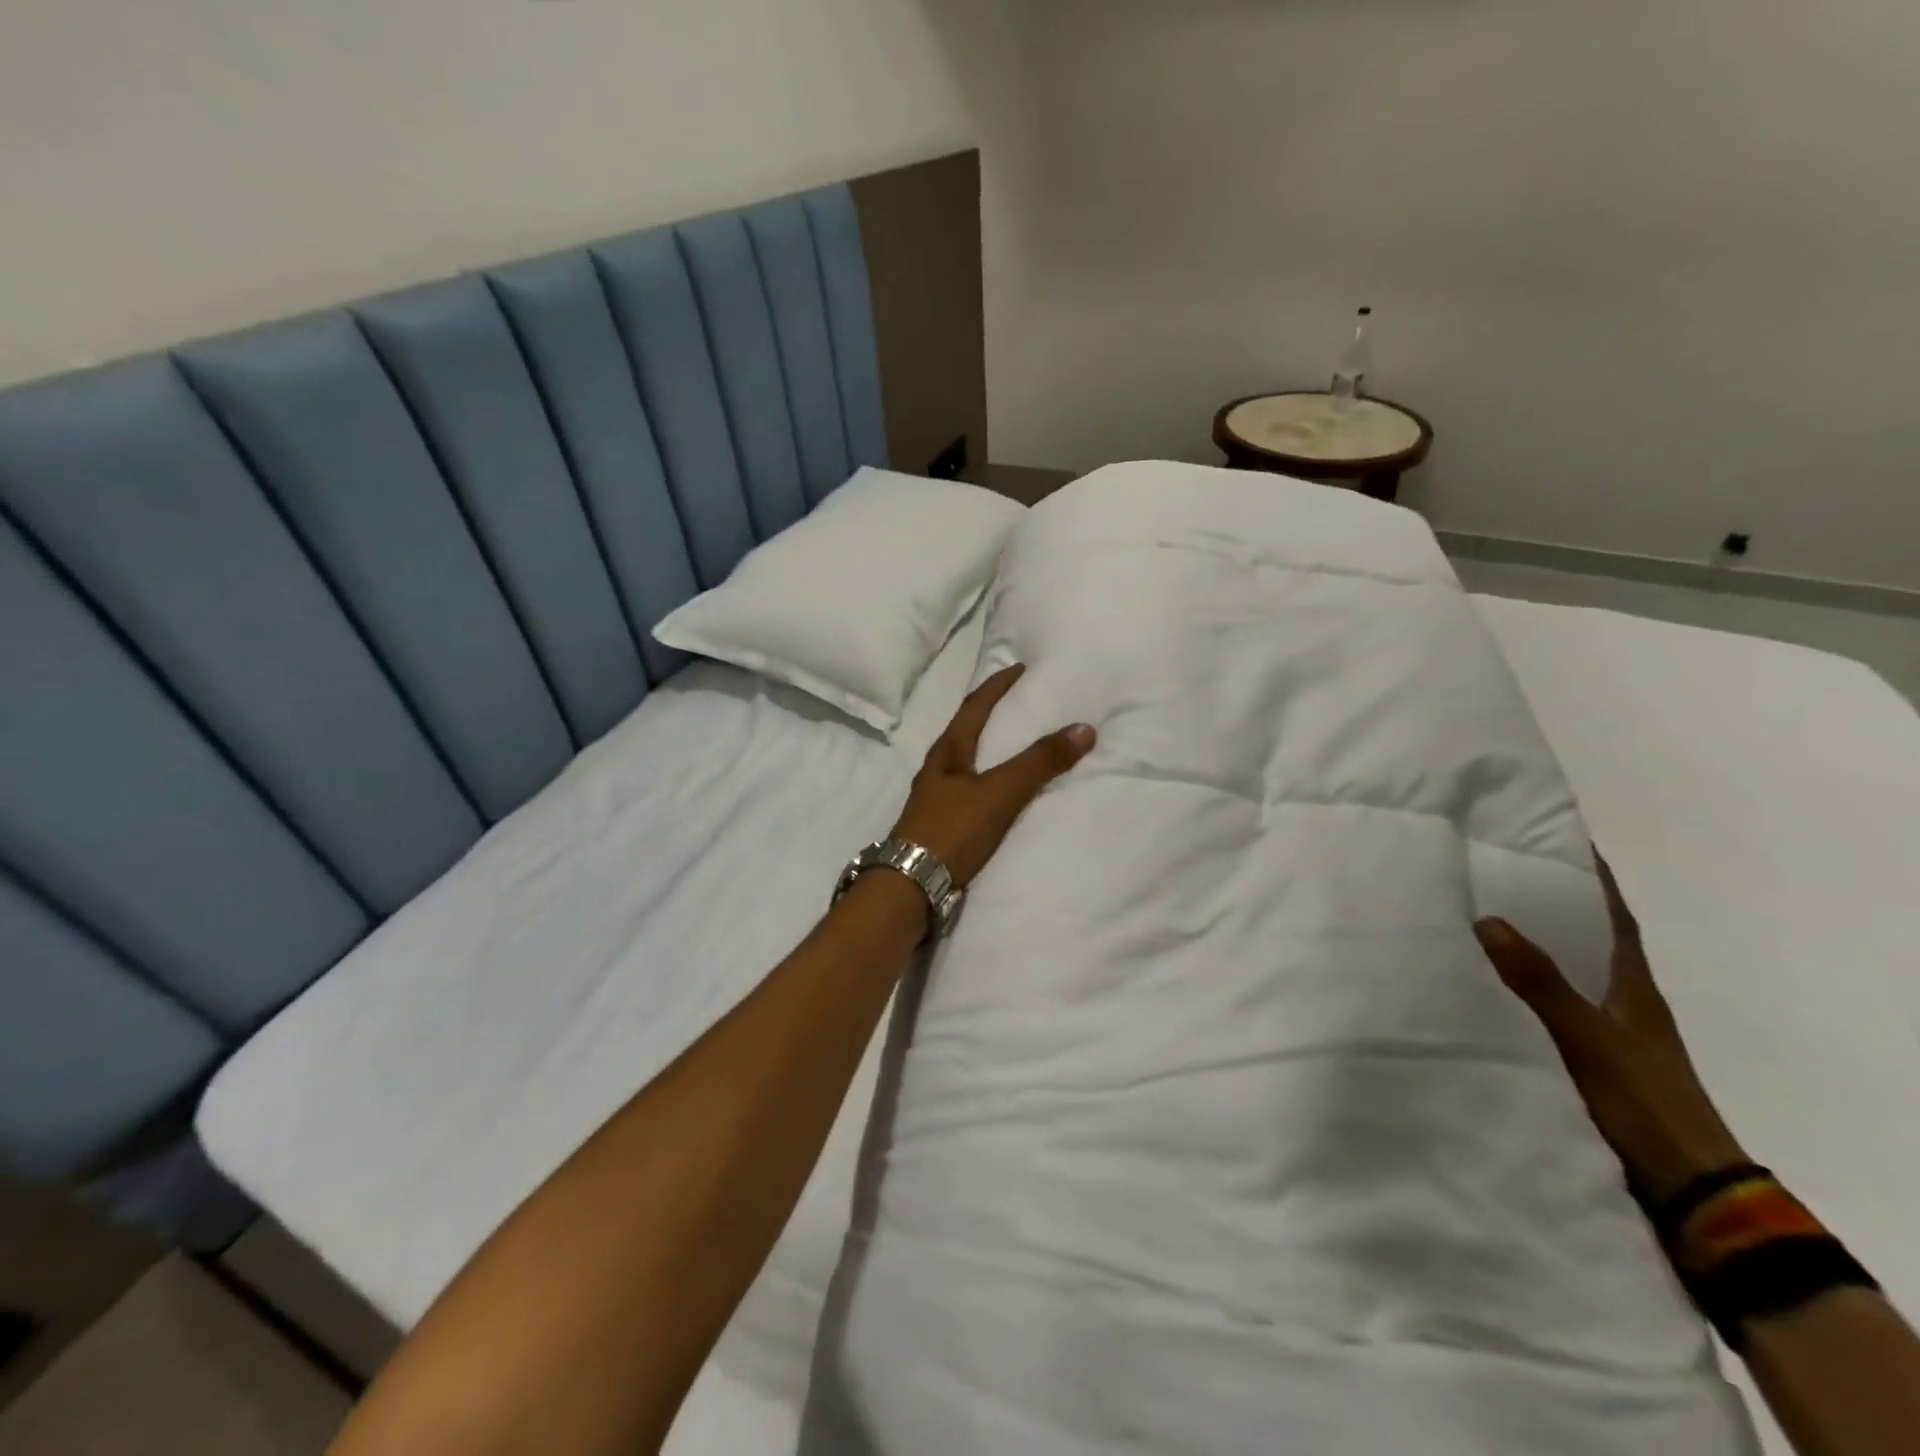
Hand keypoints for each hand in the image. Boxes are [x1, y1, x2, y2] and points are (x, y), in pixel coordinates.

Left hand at [891, 664, 1095, 888]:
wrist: (911, 887)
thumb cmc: (952, 830)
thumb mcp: (999, 792)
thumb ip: (1039, 763)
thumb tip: (1084, 727)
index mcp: (947, 752)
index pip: (974, 706)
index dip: (997, 686)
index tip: (1018, 668)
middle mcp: (939, 769)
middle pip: (969, 731)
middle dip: (995, 714)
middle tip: (1025, 703)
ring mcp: (939, 798)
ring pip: (971, 762)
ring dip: (995, 749)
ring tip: (1023, 745)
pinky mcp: (944, 824)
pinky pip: (975, 790)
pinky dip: (995, 781)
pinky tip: (1008, 793)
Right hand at [1474, 853, 1747, 1203]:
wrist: (1685, 1188)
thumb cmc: (1643, 1100)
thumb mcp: (1587, 1037)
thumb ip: (1539, 981)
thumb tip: (1488, 919)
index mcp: (1632, 986)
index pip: (1615, 918)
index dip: (1594, 879)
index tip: (1563, 842)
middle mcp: (1621, 1001)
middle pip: (1585, 941)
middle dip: (1550, 907)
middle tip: (1496, 875)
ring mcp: (1606, 1033)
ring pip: (1563, 975)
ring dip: (1530, 949)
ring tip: (1475, 922)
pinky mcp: (1587, 1061)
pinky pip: (1547, 1008)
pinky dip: (1521, 990)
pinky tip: (1483, 989)